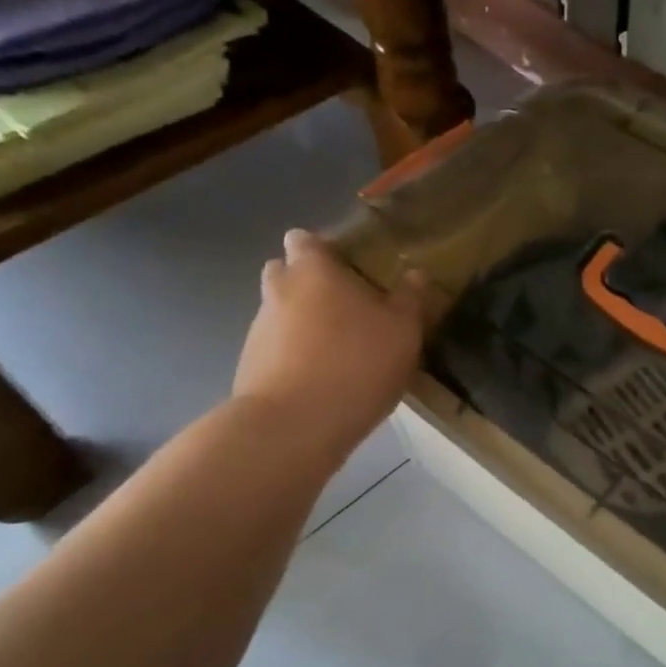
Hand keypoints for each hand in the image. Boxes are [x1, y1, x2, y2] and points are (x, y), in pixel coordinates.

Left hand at [231, 229, 424, 461]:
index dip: (323, 249)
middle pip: (285, 274)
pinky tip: (323, 382)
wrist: (294, 426)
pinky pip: (276, 351)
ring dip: (302, 324)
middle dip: (308, 284)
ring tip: (339, 353)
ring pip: (280, 314)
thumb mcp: (403, 331)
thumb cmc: (356, 363)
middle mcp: (278, 291)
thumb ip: (409, 299)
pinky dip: (294, 358)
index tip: (348, 267)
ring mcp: (258, 331)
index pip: (305, 240)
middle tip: (345, 308)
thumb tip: (415, 274)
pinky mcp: (250, 368)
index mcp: (313, 270)